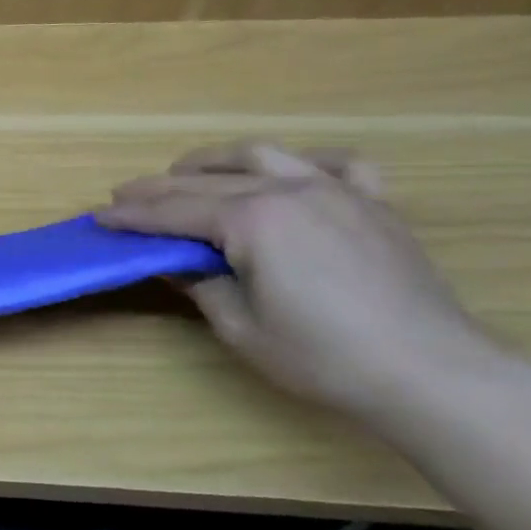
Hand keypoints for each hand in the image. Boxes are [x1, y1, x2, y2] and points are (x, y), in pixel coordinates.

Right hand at [96, 142, 505, 426]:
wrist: (431, 373)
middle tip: (125, 194)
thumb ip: (201, 284)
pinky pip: (338, 165)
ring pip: (263, 156)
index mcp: (253, 220)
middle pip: (208, 181)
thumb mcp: (242, 327)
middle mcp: (290, 190)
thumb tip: (172, 262)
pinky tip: (293, 173)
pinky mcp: (374, 204)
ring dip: (217, 161)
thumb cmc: (323, 357)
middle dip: (160, 187)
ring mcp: (336, 190)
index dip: (132, 215)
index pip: (175, 212)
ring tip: (188, 170)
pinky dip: (306, 162)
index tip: (99, 215)